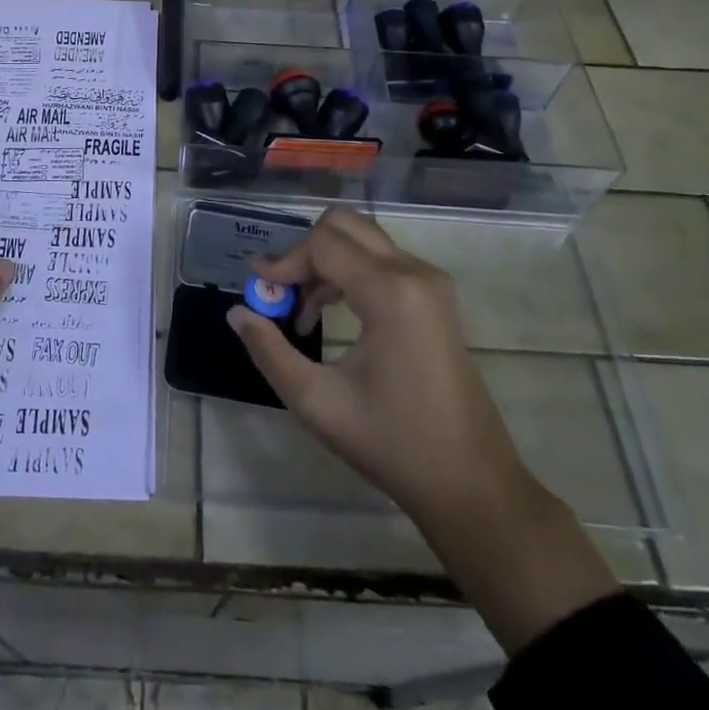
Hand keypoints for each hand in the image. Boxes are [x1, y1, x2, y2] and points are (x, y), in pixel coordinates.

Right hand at [228, 208, 617, 652]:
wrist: (471, 484)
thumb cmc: (392, 445)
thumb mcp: (317, 402)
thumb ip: (269, 352)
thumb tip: (237, 313)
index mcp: (391, 293)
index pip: (322, 244)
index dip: (284, 262)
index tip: (259, 291)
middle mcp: (415, 272)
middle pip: (344, 225)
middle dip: (305, 253)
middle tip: (283, 294)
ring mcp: (431, 282)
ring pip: (362, 239)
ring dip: (325, 262)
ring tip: (303, 312)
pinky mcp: (435, 296)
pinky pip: (381, 260)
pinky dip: (348, 272)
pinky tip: (332, 312)